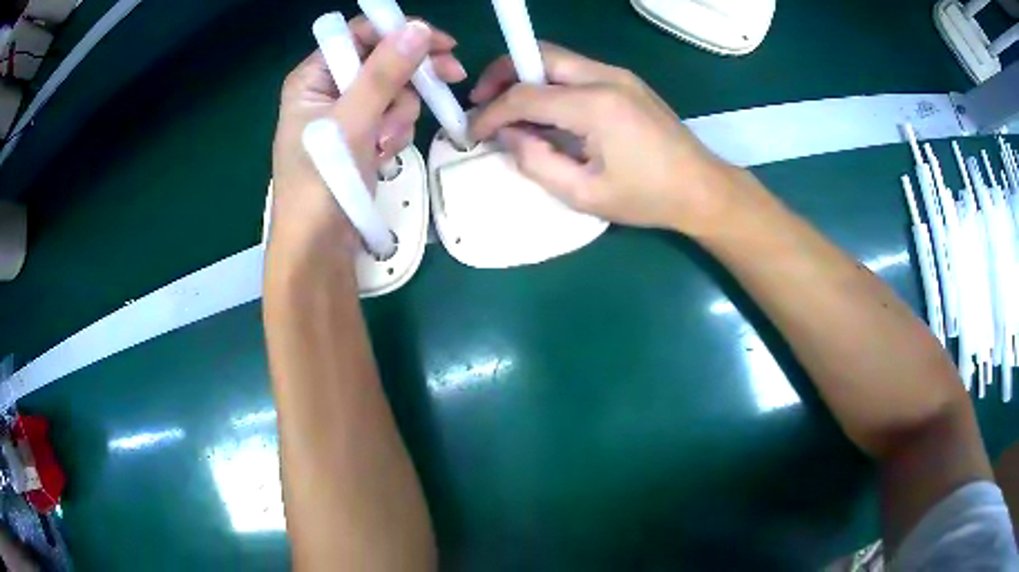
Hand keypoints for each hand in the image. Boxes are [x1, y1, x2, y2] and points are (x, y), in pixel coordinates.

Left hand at [271, 17, 465, 252]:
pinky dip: (395, 132)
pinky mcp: (359, 137)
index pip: (360, 35)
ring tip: (385, 143)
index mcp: (313, 77)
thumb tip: (417, 28)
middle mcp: (327, 89)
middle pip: (382, 61)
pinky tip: (384, 154)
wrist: (318, 249)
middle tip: (452, 77)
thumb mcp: (352, 122)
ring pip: (392, 91)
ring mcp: (344, 115)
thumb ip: (384, 73)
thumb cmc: (322, 183)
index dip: (400, 33)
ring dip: (401, 113)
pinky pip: (390, 118)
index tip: (441, 44)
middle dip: (409, 78)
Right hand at [470, 43, 743, 236]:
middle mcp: (605, 76)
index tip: (471, 131)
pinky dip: (549, 82)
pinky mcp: (626, 80)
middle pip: (538, 55)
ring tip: (508, 107)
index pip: (524, 95)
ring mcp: (618, 74)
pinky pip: (575, 70)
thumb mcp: (584, 194)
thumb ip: (536, 161)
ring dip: (525, 75)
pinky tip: (545, 109)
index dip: (490, 112)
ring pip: (556, 58)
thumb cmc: (647, 198)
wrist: (702, 188)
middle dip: (501, 74)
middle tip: (482, 102)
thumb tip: (508, 134)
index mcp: (595, 105)